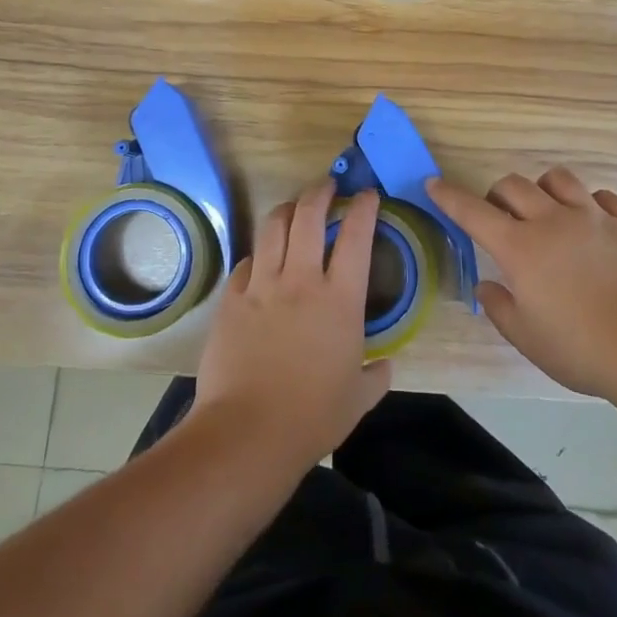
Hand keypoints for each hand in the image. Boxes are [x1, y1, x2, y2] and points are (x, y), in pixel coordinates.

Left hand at [192, 180, 391, 476]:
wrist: (247, 432)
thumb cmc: (312, 417)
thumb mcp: (358, 399)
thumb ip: (375, 376)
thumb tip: (384, 366)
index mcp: (340, 299)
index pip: (356, 236)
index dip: (363, 207)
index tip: (367, 194)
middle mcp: (301, 279)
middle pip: (308, 214)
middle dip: (320, 191)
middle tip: (327, 185)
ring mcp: (262, 285)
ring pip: (272, 226)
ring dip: (286, 209)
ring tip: (293, 208)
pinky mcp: (232, 298)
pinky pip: (247, 261)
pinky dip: (259, 254)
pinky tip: (262, 261)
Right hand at [427, 167, 616, 399]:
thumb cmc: (583, 350)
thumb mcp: (528, 339)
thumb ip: (500, 308)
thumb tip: (486, 287)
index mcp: (520, 249)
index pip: (474, 212)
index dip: (449, 196)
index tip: (434, 183)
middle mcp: (553, 221)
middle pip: (514, 186)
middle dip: (498, 194)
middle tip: (501, 216)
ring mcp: (594, 217)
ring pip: (558, 179)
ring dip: (543, 189)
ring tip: (547, 210)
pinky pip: (603, 197)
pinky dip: (590, 204)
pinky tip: (593, 222)